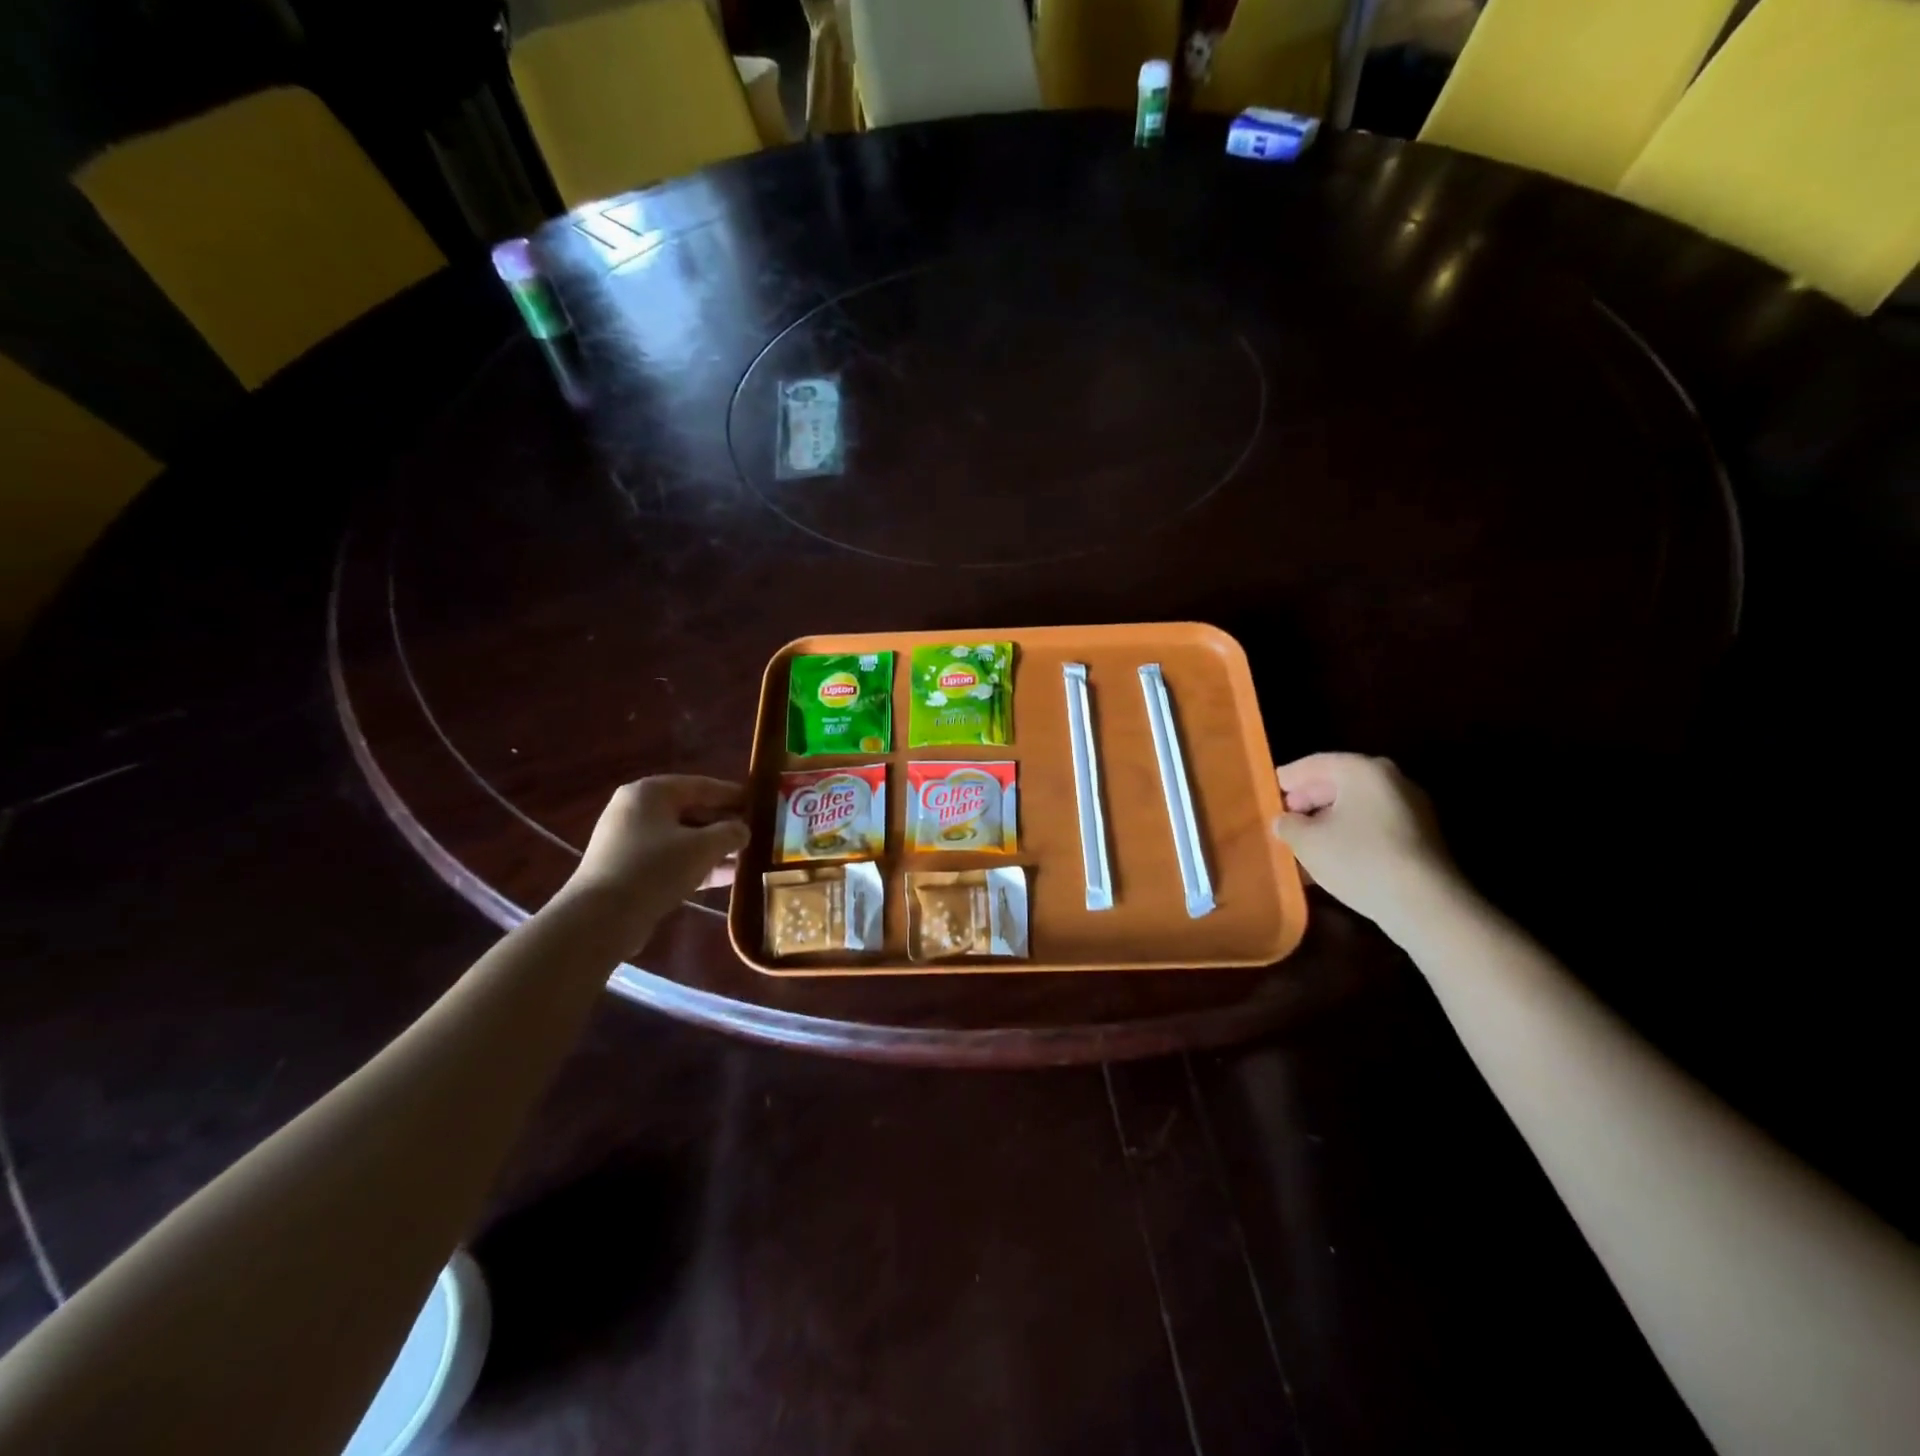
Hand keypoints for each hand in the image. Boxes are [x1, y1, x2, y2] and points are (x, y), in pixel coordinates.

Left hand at [557, 776, 749, 947]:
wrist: (601, 918)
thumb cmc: (655, 868)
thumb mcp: (703, 847)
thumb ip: (730, 833)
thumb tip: (743, 830)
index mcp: (650, 792)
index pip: (701, 785)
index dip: (732, 794)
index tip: (759, 802)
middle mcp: (636, 810)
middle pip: (690, 811)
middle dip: (723, 824)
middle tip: (754, 832)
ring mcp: (628, 841)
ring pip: (681, 838)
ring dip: (712, 848)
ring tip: (744, 857)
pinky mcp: (627, 869)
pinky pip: (669, 859)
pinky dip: (695, 865)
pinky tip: (724, 877)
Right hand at [1272, 754, 1458, 938]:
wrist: (1425, 904)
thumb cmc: (1358, 859)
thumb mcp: (1307, 841)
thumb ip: (1288, 825)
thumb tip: (1285, 821)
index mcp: (1362, 769)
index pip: (1315, 763)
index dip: (1288, 778)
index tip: (1268, 790)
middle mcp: (1391, 779)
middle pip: (1339, 782)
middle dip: (1309, 799)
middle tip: (1284, 816)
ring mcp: (1411, 808)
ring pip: (1357, 806)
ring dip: (1328, 819)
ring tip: (1303, 841)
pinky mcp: (1421, 836)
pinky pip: (1374, 825)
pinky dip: (1350, 833)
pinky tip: (1332, 856)